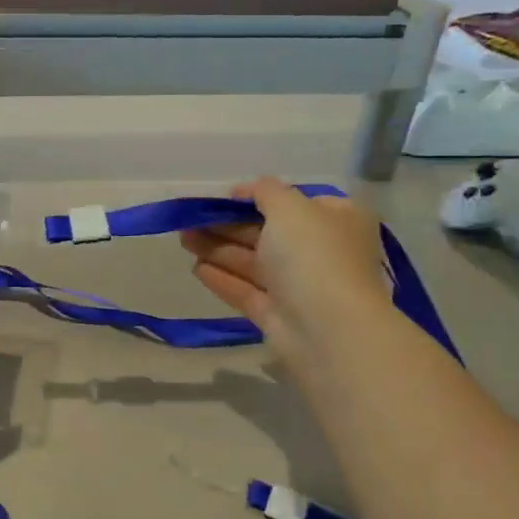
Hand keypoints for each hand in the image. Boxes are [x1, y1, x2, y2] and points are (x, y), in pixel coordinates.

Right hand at [179, 178, 392, 361]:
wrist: (326, 328)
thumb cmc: (313, 255)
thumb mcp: (290, 208)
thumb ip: (266, 192)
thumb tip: (247, 189)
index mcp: (335, 220)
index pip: (293, 203)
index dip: (257, 197)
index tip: (224, 197)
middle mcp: (320, 251)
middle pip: (267, 233)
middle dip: (227, 225)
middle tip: (189, 219)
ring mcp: (298, 286)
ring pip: (253, 262)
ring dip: (217, 249)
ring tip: (183, 239)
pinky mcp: (278, 314)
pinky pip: (247, 291)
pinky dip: (222, 278)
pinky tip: (196, 268)